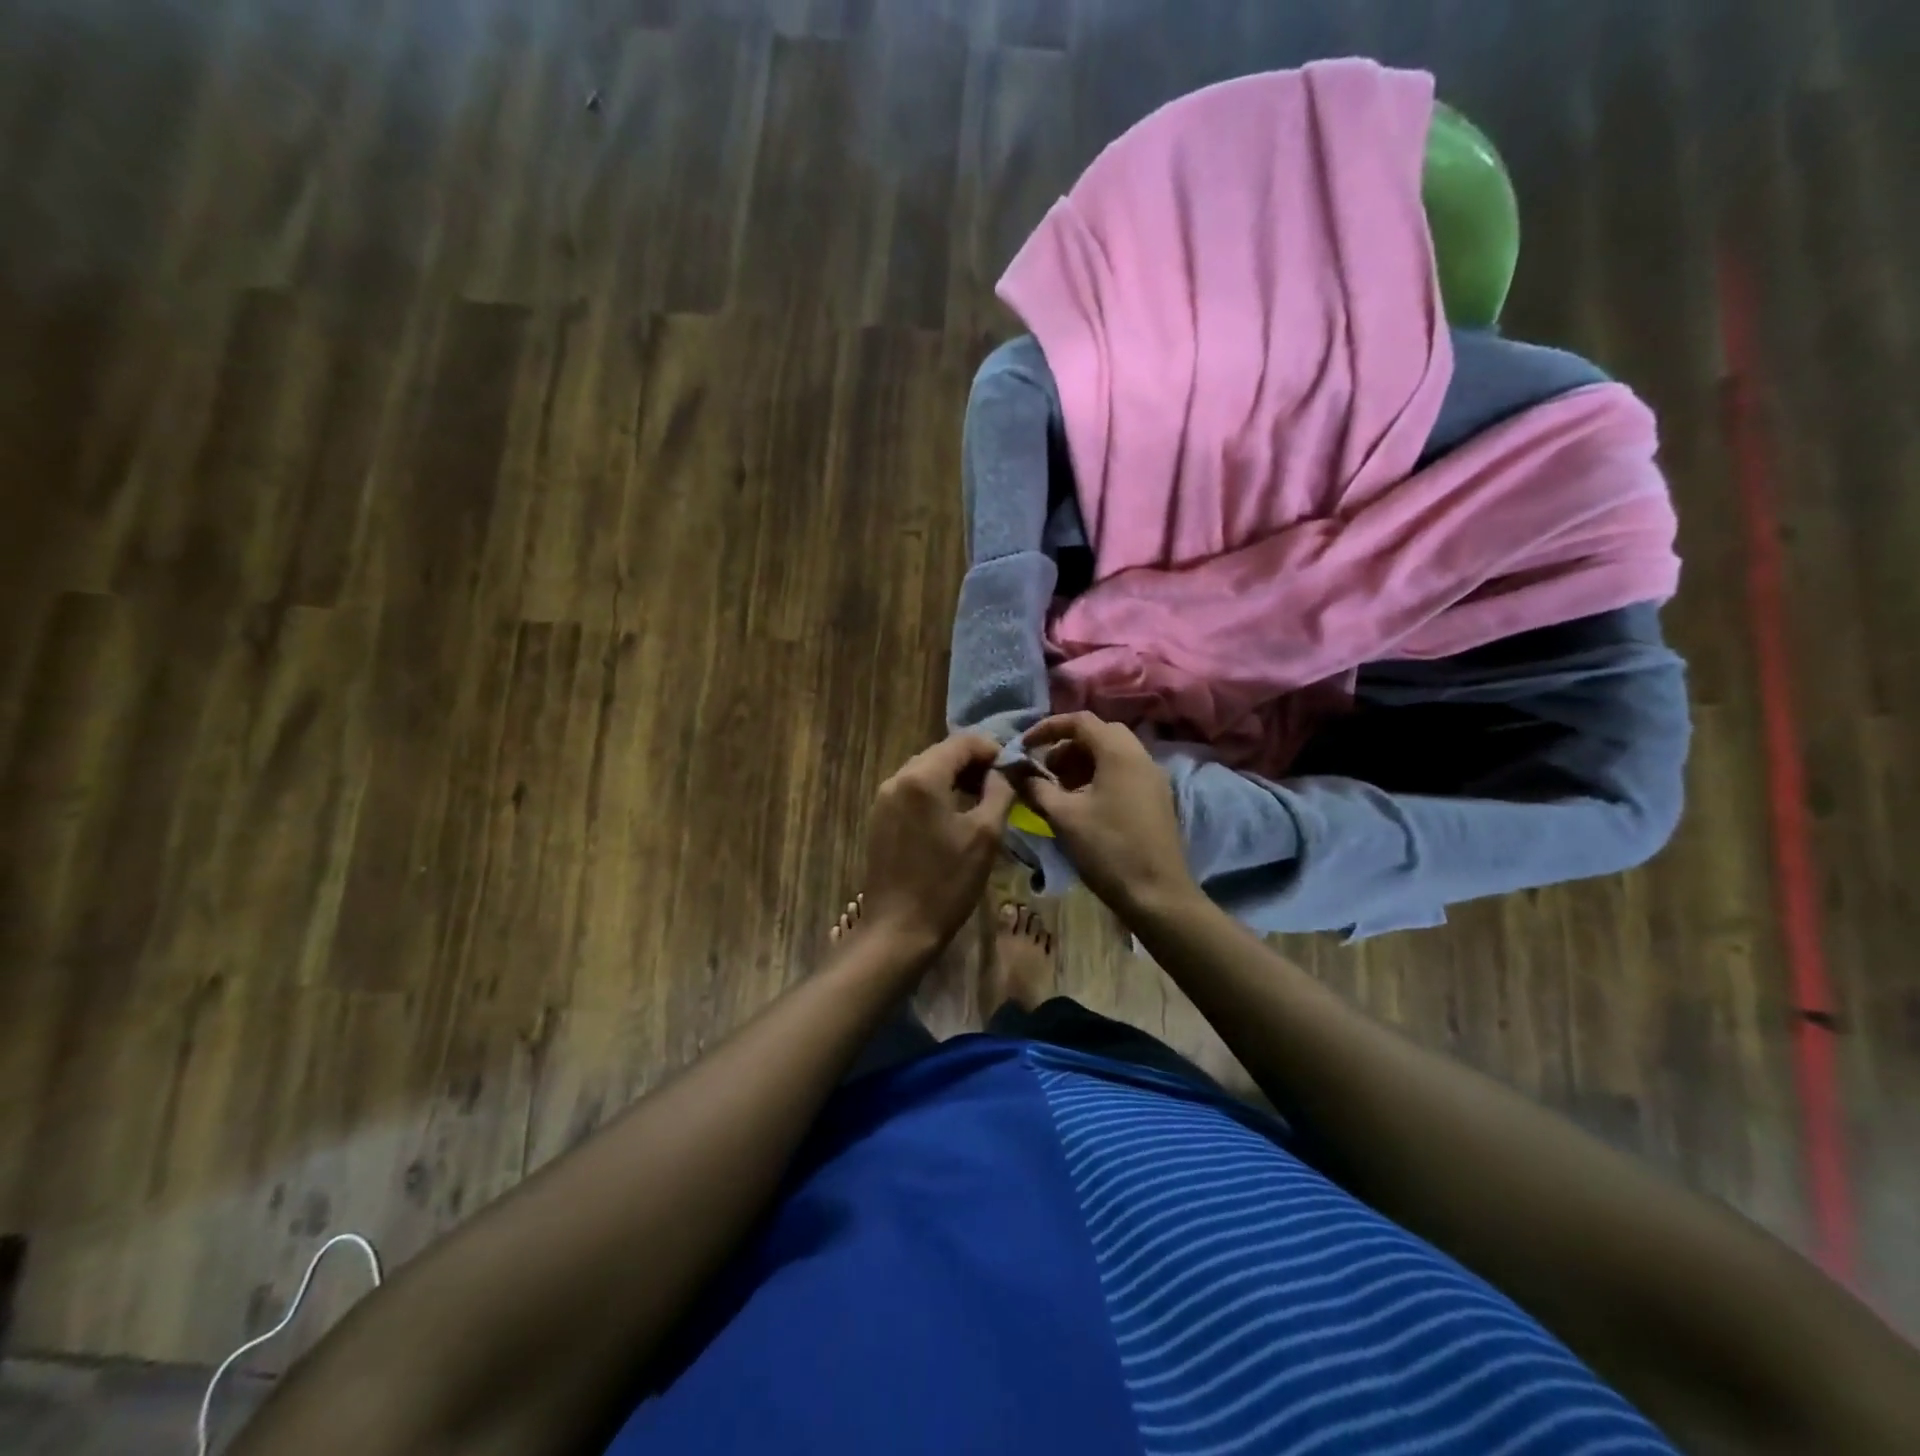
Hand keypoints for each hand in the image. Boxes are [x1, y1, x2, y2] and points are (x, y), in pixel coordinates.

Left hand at [858, 734, 1014, 955]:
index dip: (992, 749)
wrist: (899, 928)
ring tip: (982, 799)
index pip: (962, 742)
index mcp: (922, 777)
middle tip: (1002, 784)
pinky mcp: (879, 817)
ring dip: (955, 777)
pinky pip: (912, 791)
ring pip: (926, 771)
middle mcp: (897, 778)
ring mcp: (883, 798)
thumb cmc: (947, 882)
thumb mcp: (985, 835)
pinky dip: (936, 793)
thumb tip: (1005, 769)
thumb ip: (999, 791)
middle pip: (942, 753)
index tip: (1013, 769)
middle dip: (974, 763)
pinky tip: (953, 815)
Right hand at [1019, 713, 1196, 916]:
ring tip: (1057, 790)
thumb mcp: (1064, 817)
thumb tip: (1013, 770)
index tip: (1024, 746)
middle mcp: (1140, 756)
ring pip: (1112, 754)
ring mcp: (1152, 778)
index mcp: (1119, 752)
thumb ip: (1035, 788)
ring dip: (1081, 762)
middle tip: (1043, 770)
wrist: (1157, 895)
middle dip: (1065, 746)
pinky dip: (1098, 776)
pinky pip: (1123, 772)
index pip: (1080, 721)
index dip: (1047, 728)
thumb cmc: (1108, 850)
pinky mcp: (1155, 798)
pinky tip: (1081, 804)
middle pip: (1098, 734)